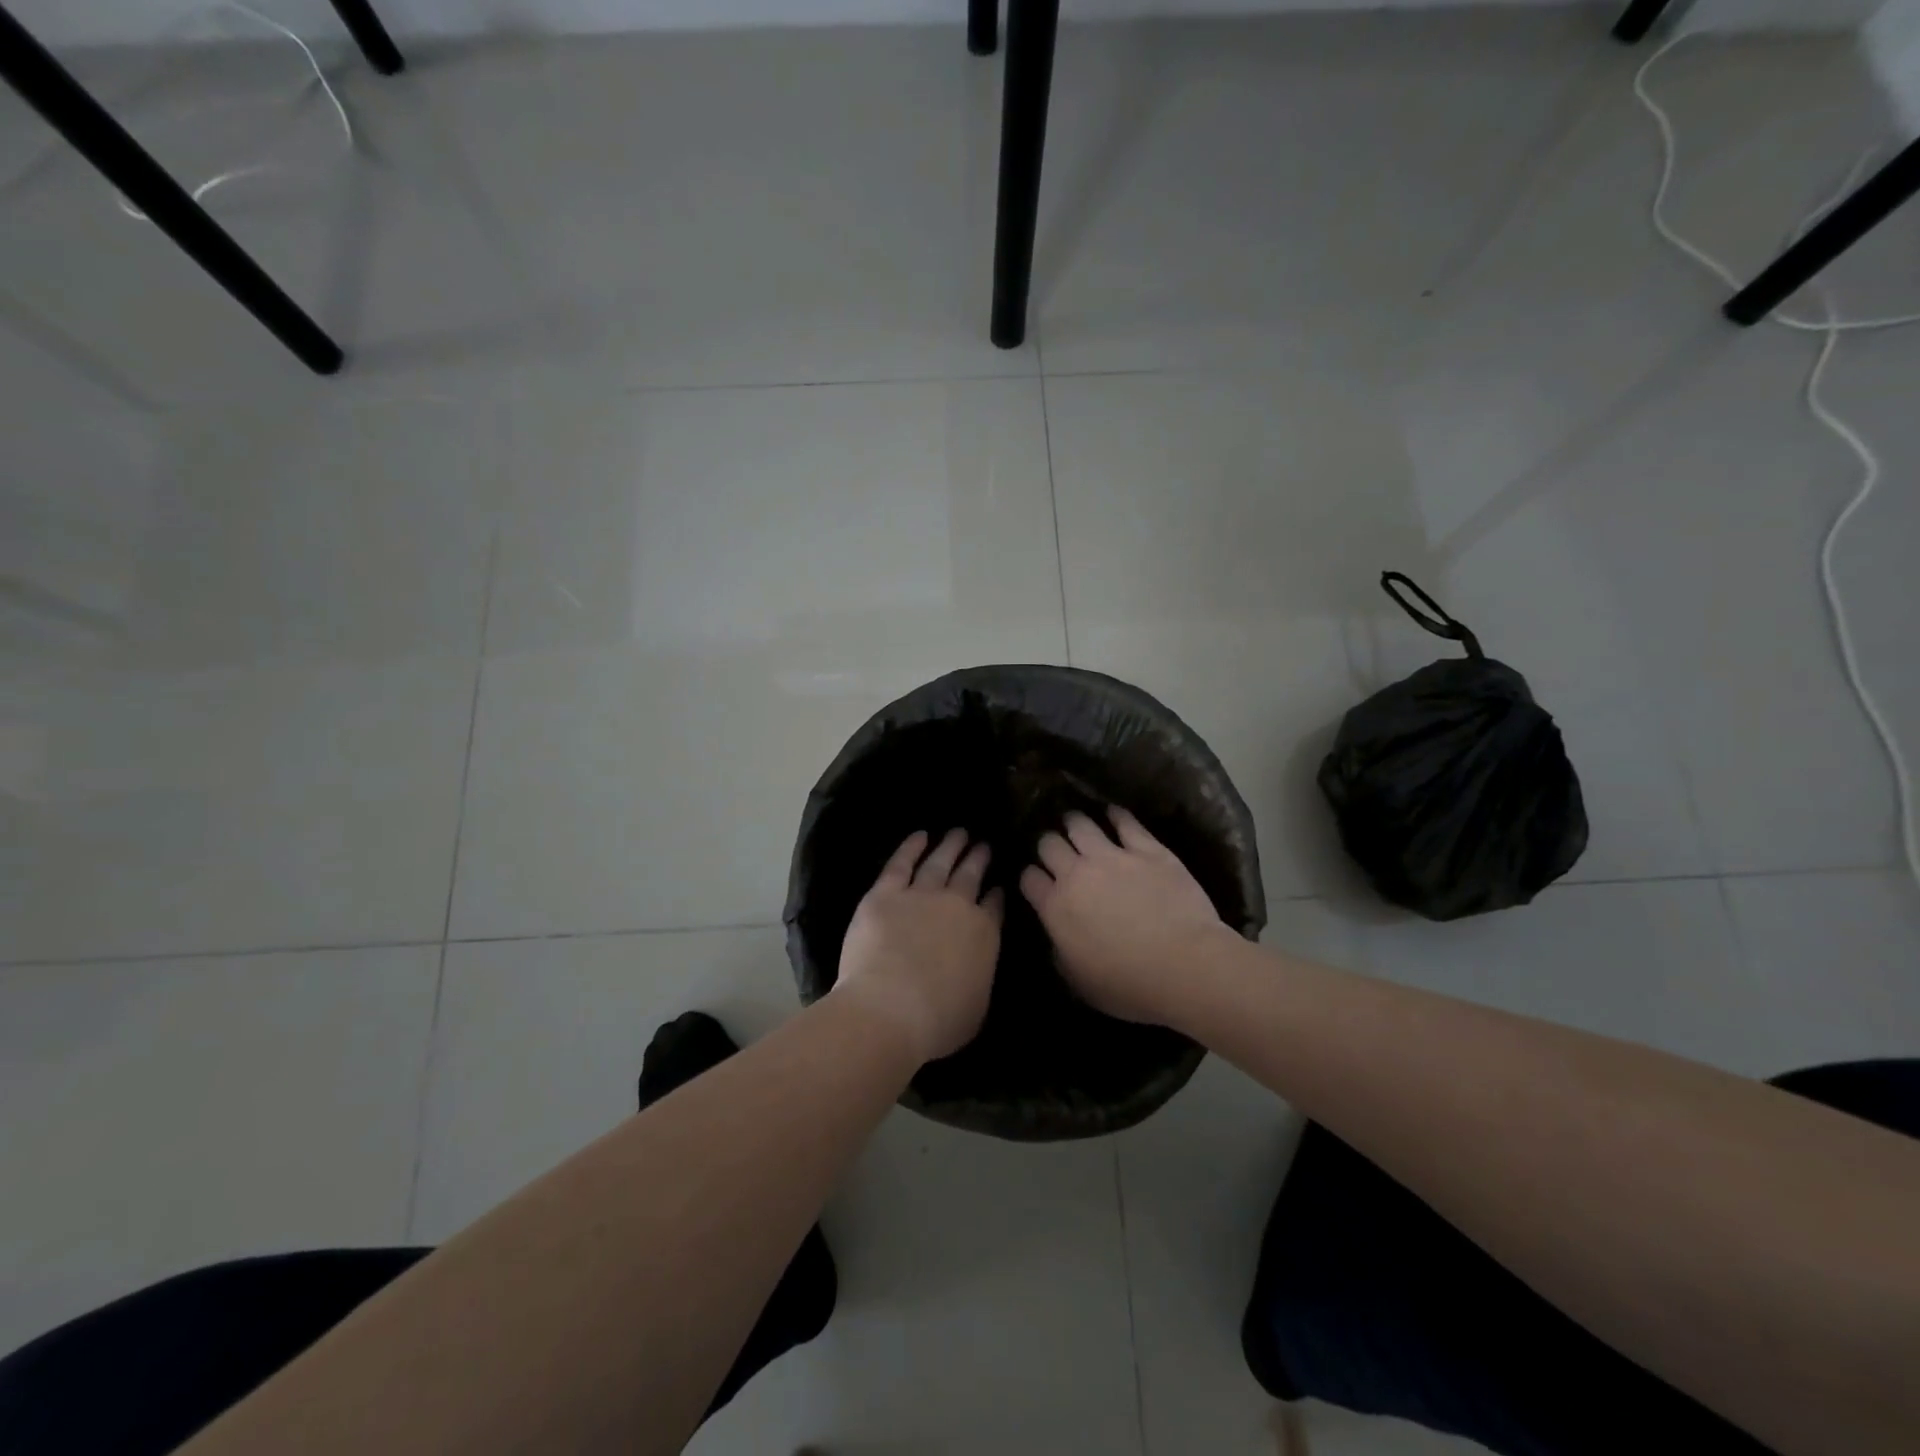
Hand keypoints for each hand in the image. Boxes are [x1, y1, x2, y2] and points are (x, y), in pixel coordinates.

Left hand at [835, 829, 1004, 1063]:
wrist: (890, 1008)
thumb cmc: (938, 1020)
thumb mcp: (977, 1008)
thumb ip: (980, 978)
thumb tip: (977, 967)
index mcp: (983, 933)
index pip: (993, 906)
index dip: (995, 894)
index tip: (997, 885)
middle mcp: (957, 905)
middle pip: (970, 876)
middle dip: (978, 859)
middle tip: (983, 845)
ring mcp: (921, 895)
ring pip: (939, 862)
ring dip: (950, 846)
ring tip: (959, 833)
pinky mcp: (886, 894)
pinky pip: (901, 863)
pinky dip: (911, 847)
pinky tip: (920, 836)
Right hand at [1020, 808, 1235, 1026]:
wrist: (1187, 967)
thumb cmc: (1131, 986)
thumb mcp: (1080, 984)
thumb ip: (1061, 954)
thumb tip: (1058, 938)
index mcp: (1056, 907)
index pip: (1029, 878)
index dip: (1031, 878)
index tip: (1038, 882)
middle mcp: (1077, 874)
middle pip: (1048, 843)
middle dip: (1048, 845)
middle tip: (1057, 851)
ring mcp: (1112, 856)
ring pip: (1080, 824)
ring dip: (1074, 823)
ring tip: (1076, 823)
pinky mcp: (1147, 849)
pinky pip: (1125, 821)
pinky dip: (1115, 815)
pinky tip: (1113, 813)